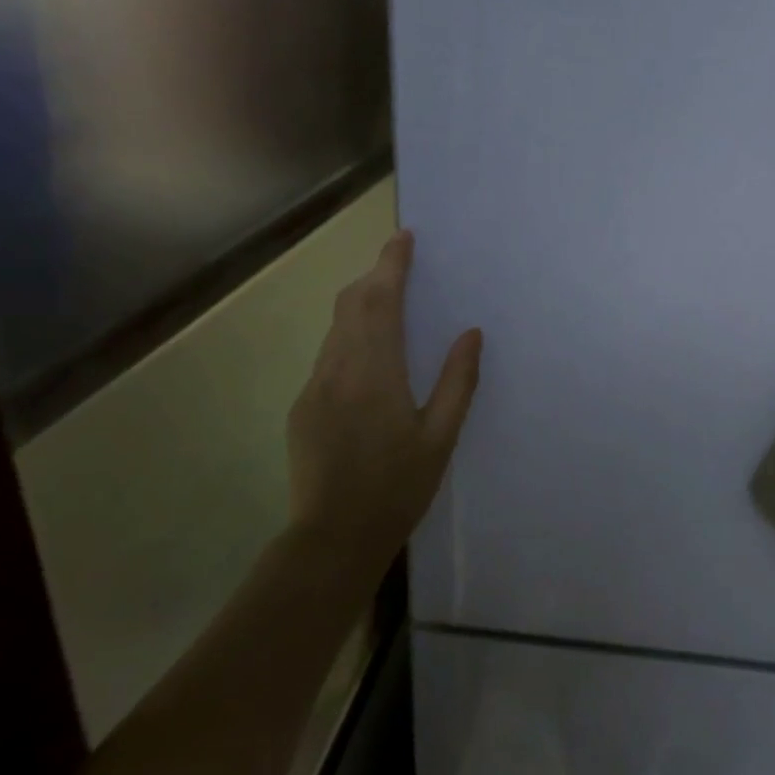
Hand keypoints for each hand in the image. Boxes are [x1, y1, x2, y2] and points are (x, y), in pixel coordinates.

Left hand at [285, 230, 481, 577]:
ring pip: (336, 329)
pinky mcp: (302, 407)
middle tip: (401, 263)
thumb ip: (458, 381)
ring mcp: (313, 387)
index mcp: (375, 372)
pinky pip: (328, 356)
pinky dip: (350, 337)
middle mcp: (337, 369)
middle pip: (351, 305)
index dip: (391, 265)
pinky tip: (369, 358)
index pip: (380, 301)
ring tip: (390, 302)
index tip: (404, 237)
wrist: (333, 538)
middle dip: (375, 277)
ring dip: (361, 305)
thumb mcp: (440, 437)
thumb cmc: (397, 488)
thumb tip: (471, 333)